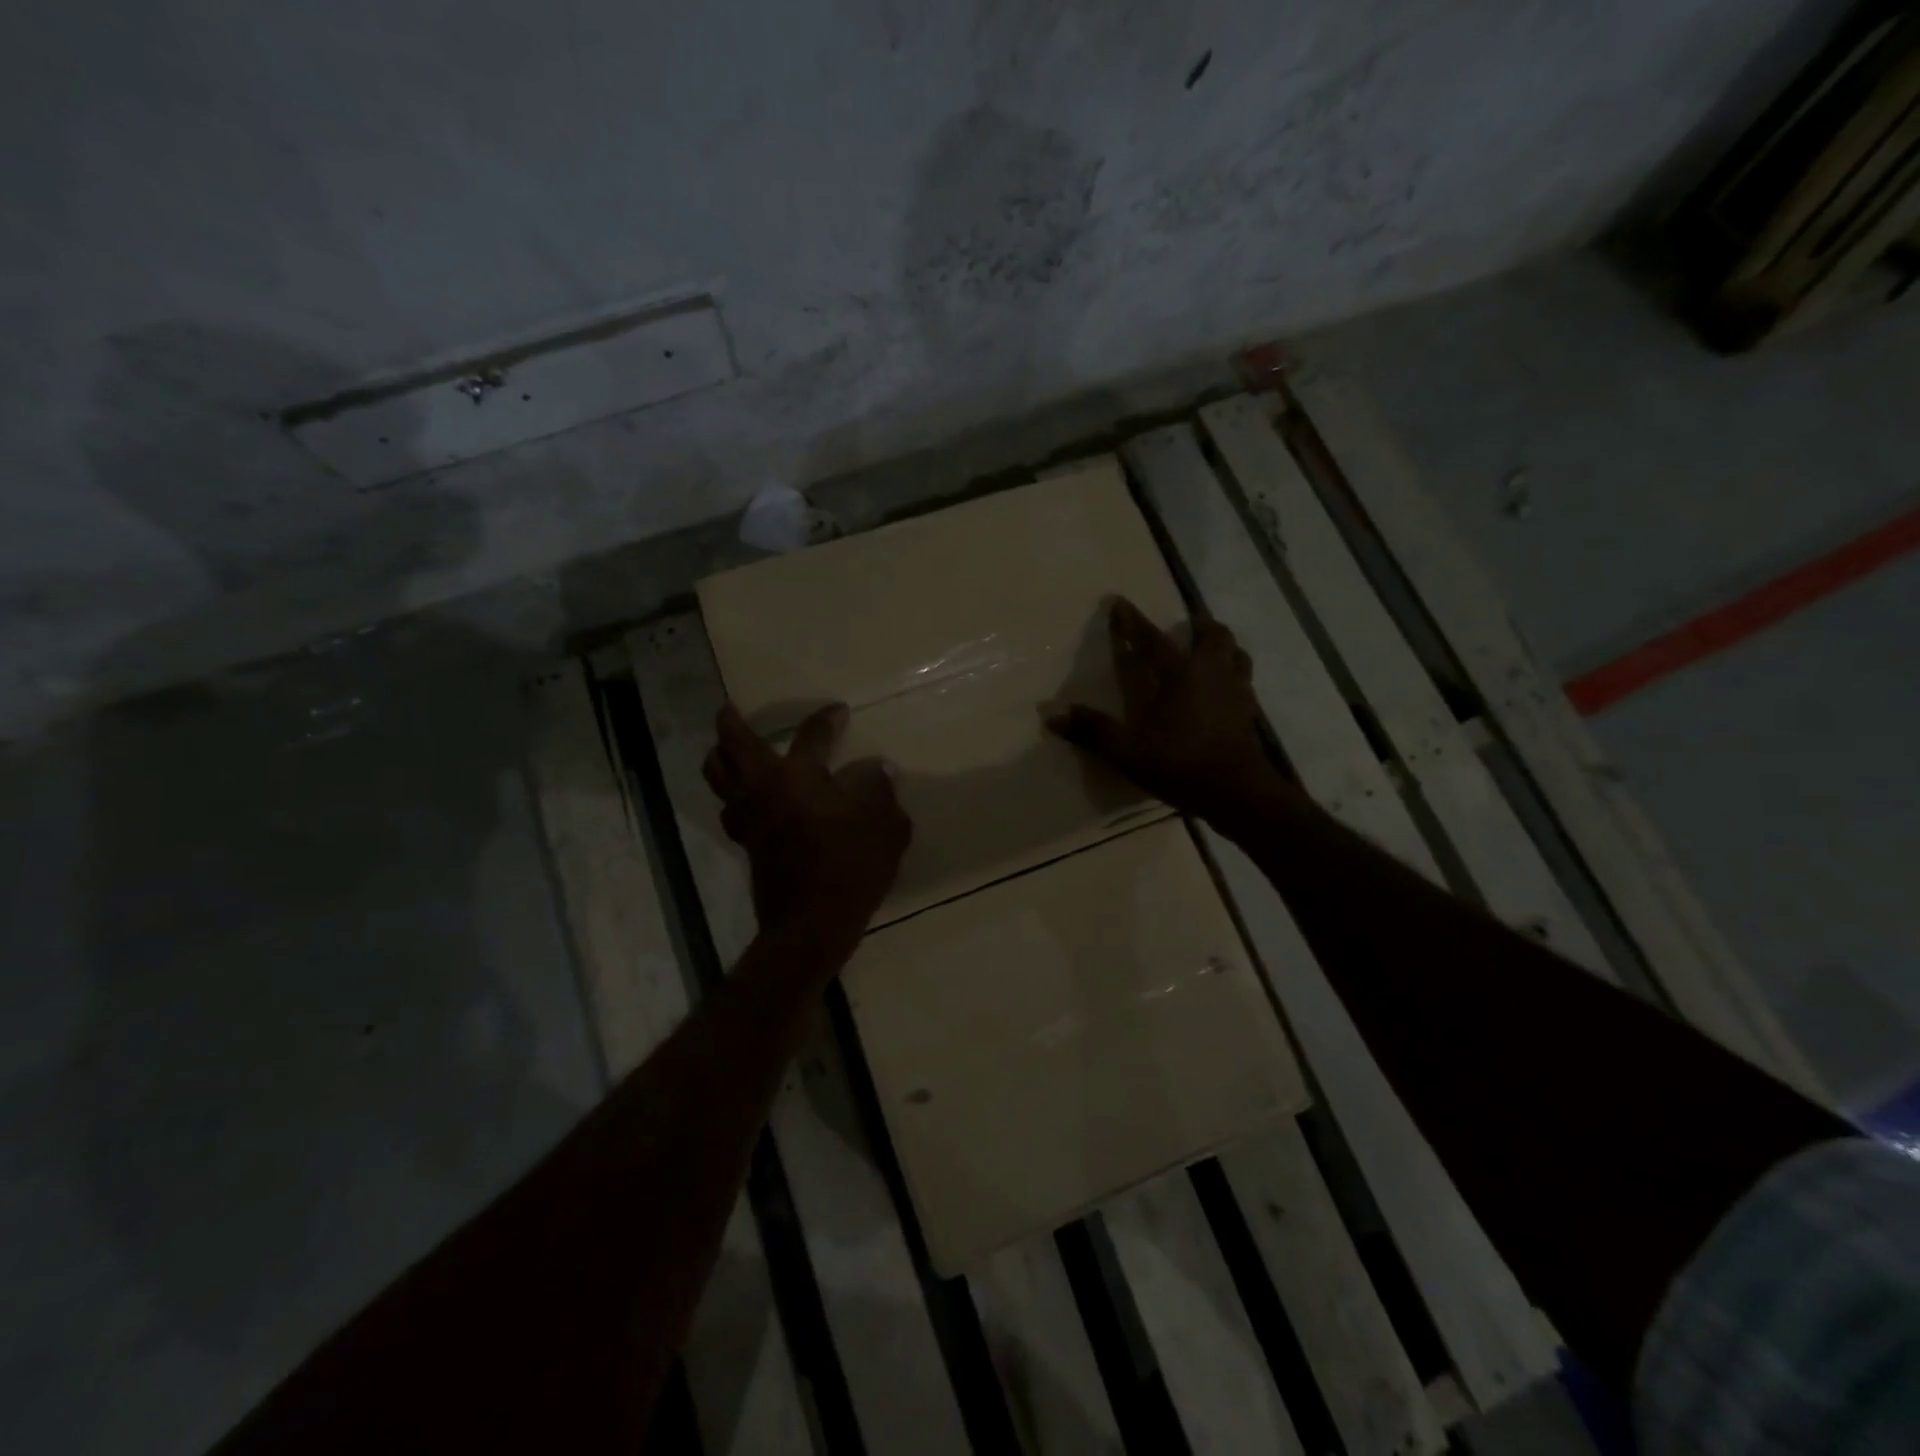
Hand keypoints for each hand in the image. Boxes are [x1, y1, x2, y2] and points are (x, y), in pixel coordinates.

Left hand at [703, 701, 911, 941]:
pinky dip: (731, 796)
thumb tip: (878, 769)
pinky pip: (728, 809)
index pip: (811, 734)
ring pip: (717, 776)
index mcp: (799, 776)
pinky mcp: (746, 844)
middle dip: (730, 722)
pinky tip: (744, 799)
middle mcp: (764, 788)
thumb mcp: (886, 825)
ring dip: (719, 758)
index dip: (827, 718)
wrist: (811, 924)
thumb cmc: (851, 867)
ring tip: (725, 751)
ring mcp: (749, 817)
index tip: (839, 711)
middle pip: (733, 745)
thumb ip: (881, 791)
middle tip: (729, 710)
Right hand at [1045, 598, 1280, 823]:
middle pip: (1213, 636)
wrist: (1237, 792)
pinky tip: (1223, 692)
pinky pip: (1244, 683)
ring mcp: (1237, 693)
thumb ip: (1093, 730)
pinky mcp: (1249, 715)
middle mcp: (1212, 674)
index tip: (1119, 602)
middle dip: (1199, 625)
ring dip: (1223, 648)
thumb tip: (1052, 715)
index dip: (1132, 621)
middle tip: (1188, 625)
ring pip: (1237, 655)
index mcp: (1180, 674)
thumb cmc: (1180, 763)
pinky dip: (1233, 678)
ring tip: (1210, 652)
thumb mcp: (1127, 750)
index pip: (1151, 639)